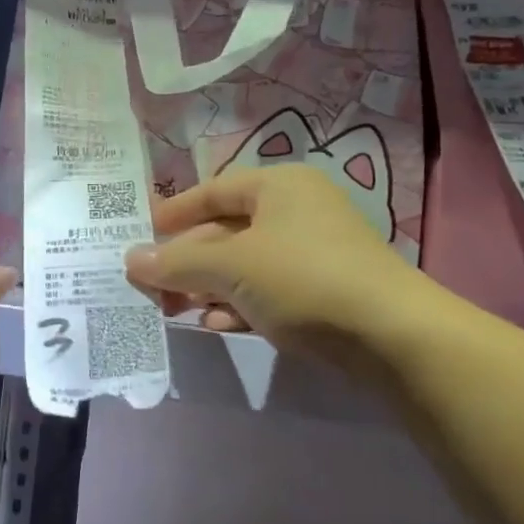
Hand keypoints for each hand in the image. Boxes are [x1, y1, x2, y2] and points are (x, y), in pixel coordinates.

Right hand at [124, 164, 451, 366]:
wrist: (393, 337)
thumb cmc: (303, 279)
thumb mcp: (231, 267)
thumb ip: (177, 263)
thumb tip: (130, 260)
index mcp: (279, 186)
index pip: (214, 191)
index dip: (175, 212)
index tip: (141, 234)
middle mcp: (298, 211)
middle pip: (226, 231)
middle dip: (187, 261)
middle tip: (152, 286)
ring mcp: (315, 252)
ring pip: (246, 265)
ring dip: (208, 286)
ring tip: (175, 310)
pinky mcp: (325, 291)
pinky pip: (268, 291)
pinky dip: (239, 304)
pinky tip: (216, 325)